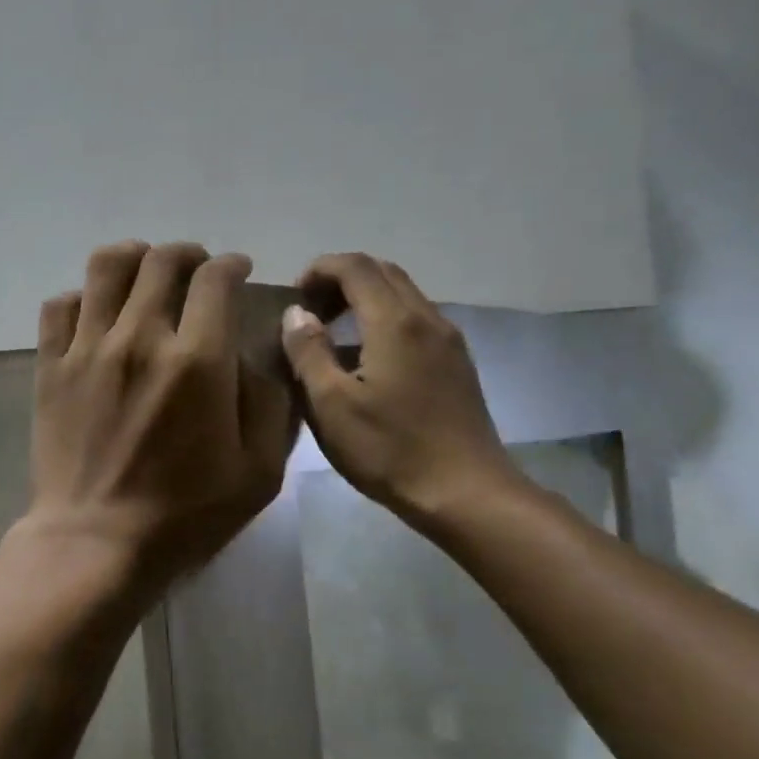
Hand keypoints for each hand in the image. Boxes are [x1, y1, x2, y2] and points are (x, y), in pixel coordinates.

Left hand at [22, 240, 295, 596]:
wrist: (96, 542)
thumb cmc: (184, 515)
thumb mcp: (258, 472)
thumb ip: (269, 403)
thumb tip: (254, 355)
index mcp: (198, 361)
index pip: (215, 279)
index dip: (231, 265)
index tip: (237, 272)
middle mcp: (140, 338)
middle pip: (162, 261)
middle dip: (188, 255)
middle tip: (196, 272)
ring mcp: (88, 349)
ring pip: (106, 267)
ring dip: (134, 258)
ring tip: (145, 273)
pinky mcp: (51, 367)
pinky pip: (60, 305)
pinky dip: (82, 297)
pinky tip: (96, 313)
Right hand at [280, 252, 522, 535]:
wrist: (465, 491)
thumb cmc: (389, 450)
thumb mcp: (331, 405)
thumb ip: (308, 352)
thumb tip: (296, 314)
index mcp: (395, 322)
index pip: (355, 266)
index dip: (319, 269)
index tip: (293, 296)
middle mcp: (427, 318)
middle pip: (383, 272)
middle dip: (341, 280)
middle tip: (310, 313)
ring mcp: (448, 341)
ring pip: (403, 296)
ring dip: (364, 300)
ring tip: (332, 336)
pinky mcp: (457, 364)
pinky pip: (416, 321)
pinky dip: (384, 321)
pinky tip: (366, 362)